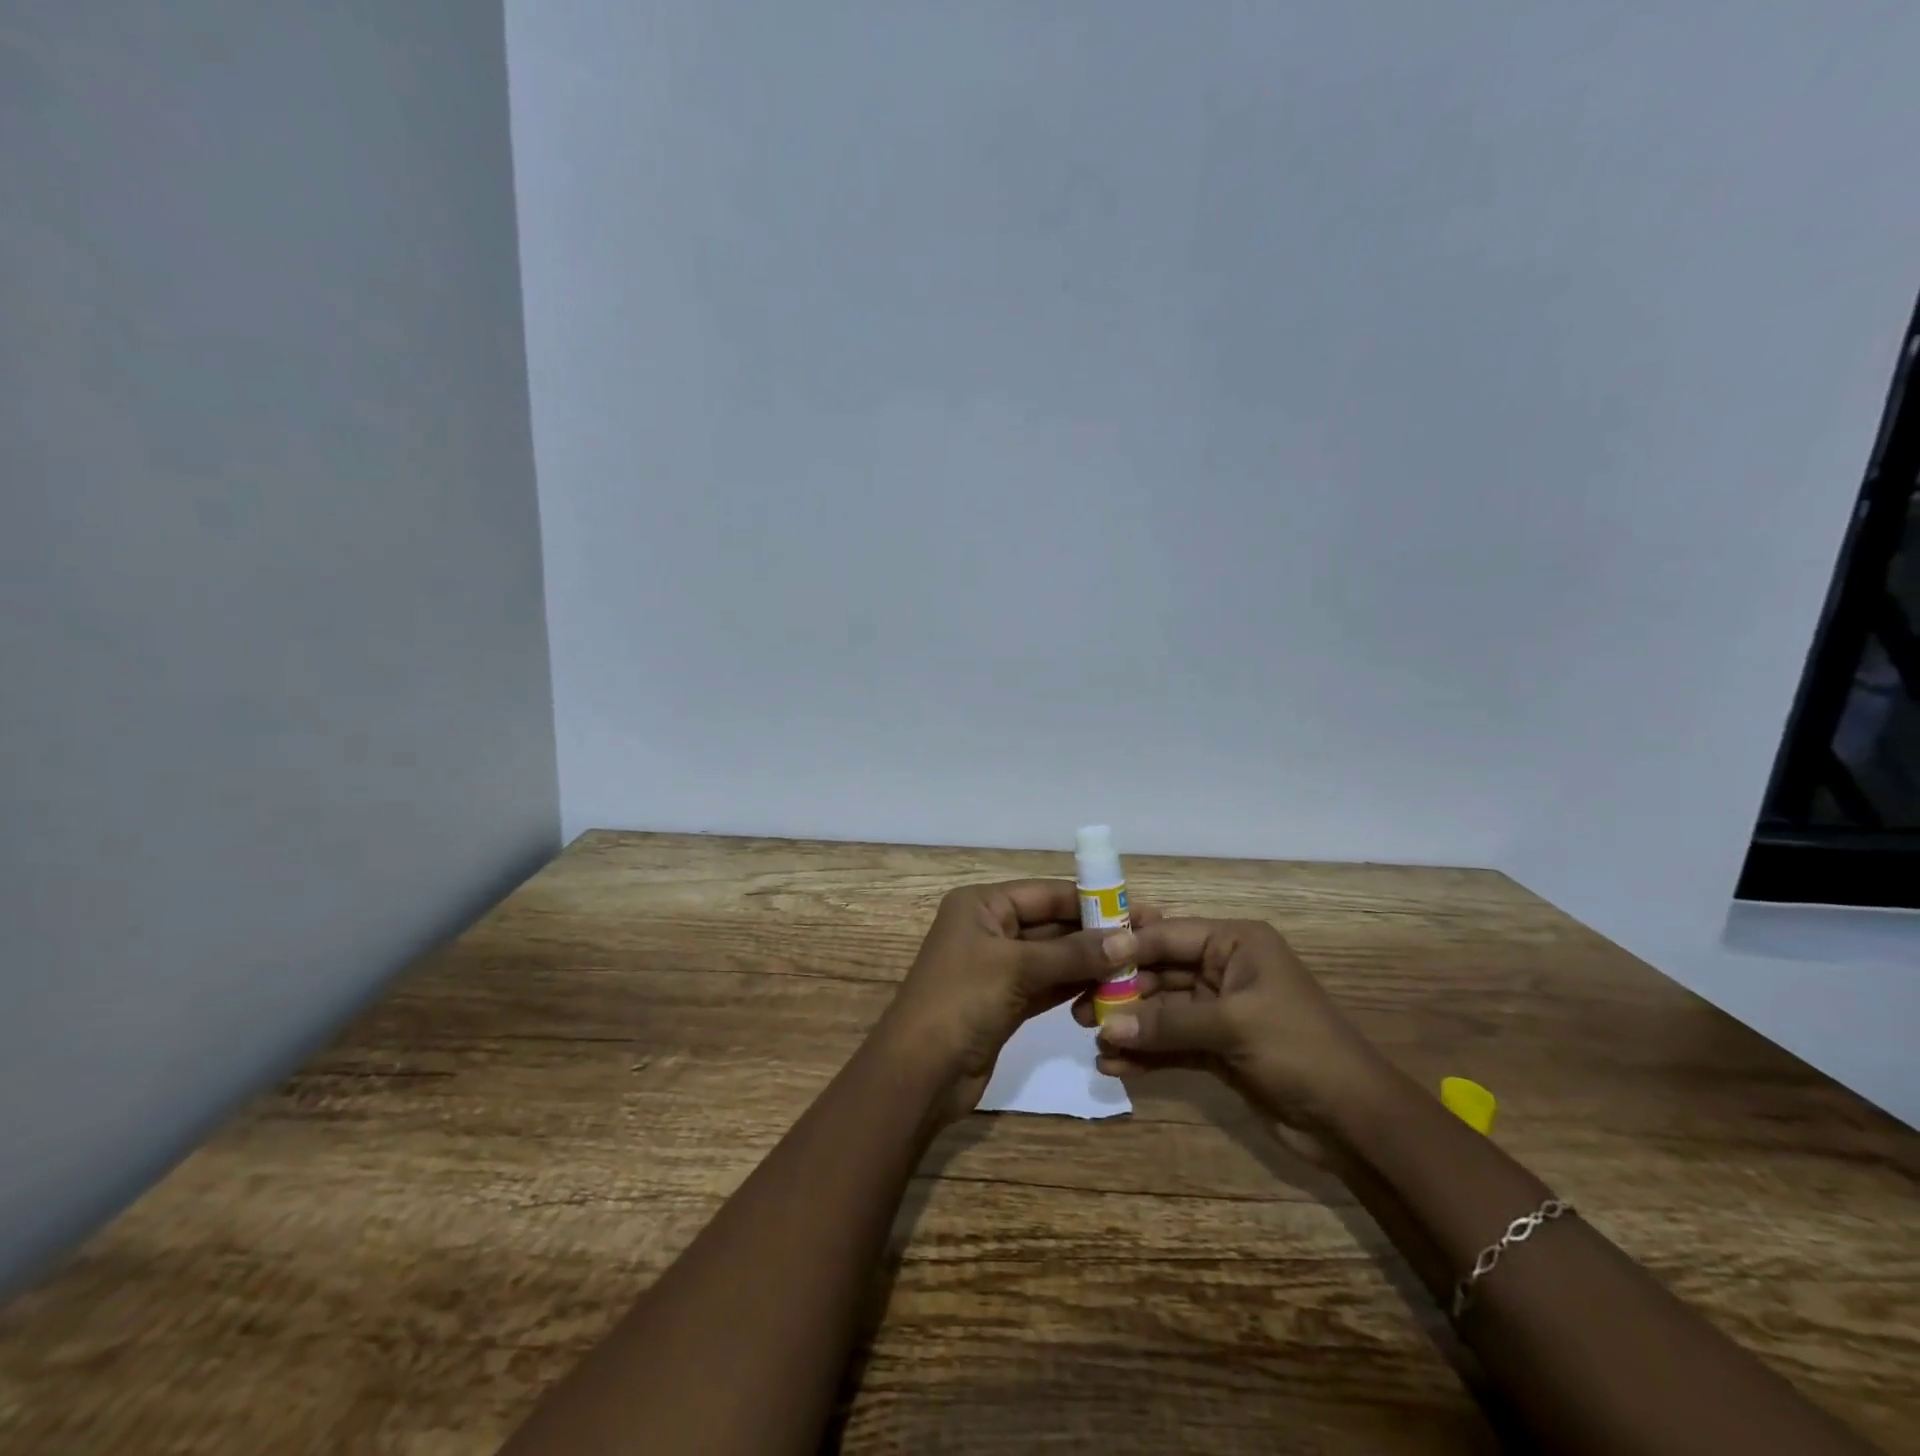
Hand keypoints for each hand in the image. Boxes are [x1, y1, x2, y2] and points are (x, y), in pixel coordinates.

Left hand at [877, 880, 1134, 1121]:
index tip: (1136, 909)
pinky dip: (1075, 986)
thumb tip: (1126, 941)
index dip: (1091, 900)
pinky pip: (1048, 985)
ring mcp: (998, 968)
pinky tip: (1110, 989)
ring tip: (1138, 965)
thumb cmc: (961, 1001)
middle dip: (1095, 932)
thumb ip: (1072, 953)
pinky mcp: (1006, 1002)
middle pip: (1051, 924)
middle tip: (1146, 939)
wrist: (919, 1072)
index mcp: (982, 905)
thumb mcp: (1017, 968)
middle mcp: (990, 929)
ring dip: (1090, 962)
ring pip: (1053, 957)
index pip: (1045, 893)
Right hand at [1071, 917, 1391, 1138]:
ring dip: (1130, 1024)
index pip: (1169, 935)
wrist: (1355, 1121)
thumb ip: (1167, 1023)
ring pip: (1163, 1009)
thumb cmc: (1298, 1048)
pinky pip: (1173, 1043)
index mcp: (1236, 944)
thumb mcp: (1232, 1025)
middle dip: (1122, 990)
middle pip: (1161, 972)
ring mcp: (1220, 1011)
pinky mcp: (1219, 1049)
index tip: (1083, 956)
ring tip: (1092, 1038)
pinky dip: (1147, 1053)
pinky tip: (1116, 1066)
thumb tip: (1107, 1028)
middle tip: (1079, 1005)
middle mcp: (1225, 970)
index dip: (1127, 945)